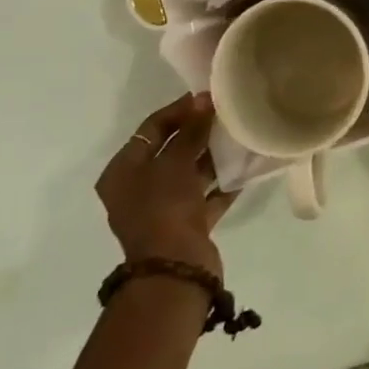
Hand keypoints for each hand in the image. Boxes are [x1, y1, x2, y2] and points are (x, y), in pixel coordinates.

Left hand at [97, 94, 237, 279]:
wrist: (175, 271)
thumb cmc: (164, 209)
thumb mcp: (175, 163)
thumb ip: (191, 130)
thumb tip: (203, 99)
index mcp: (123, 172)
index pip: (151, 129)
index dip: (179, 110)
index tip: (207, 97)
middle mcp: (138, 189)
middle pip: (171, 150)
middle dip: (197, 132)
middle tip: (225, 113)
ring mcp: (162, 209)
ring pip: (189, 173)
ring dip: (211, 156)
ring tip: (238, 135)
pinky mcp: (186, 226)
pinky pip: (205, 196)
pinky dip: (222, 183)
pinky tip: (245, 167)